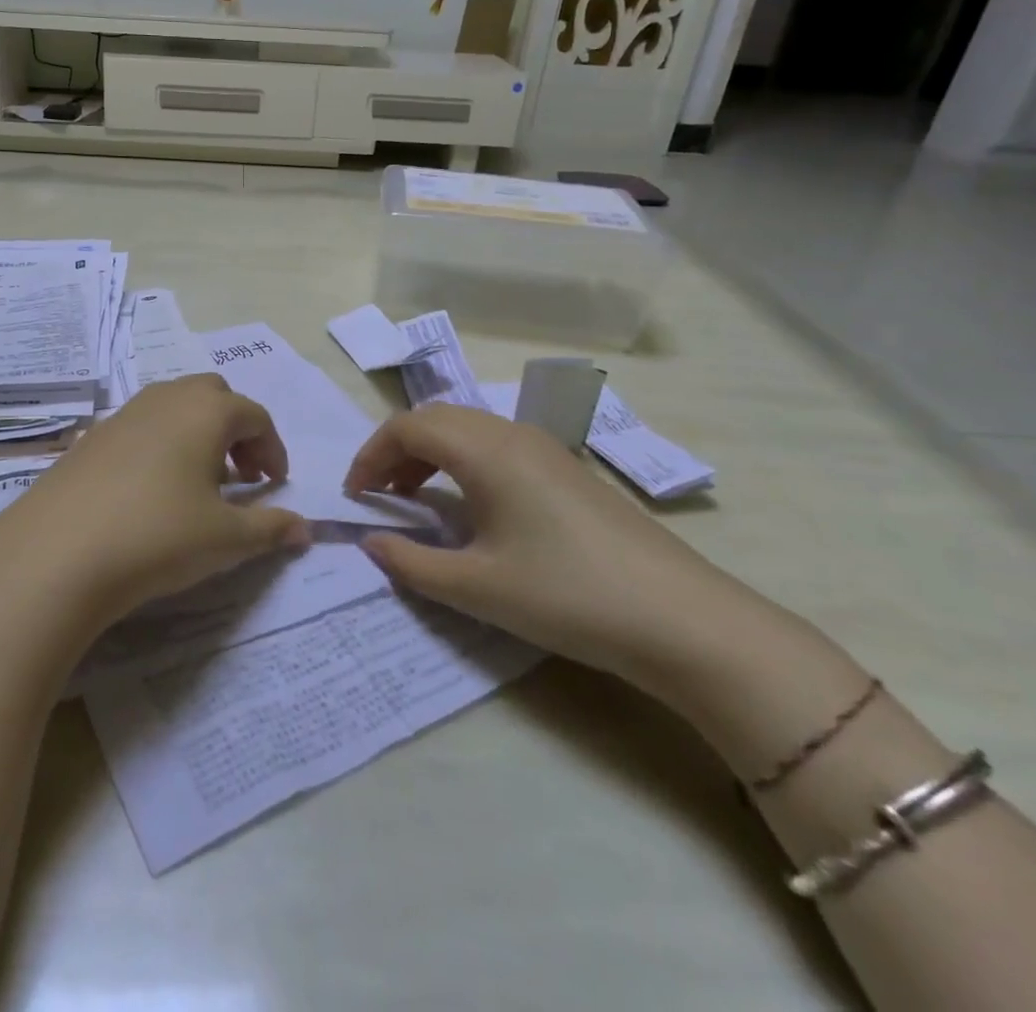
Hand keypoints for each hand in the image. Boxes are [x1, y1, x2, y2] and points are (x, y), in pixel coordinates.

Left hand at [0, 375, 309, 631]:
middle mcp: (166, 399)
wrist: (57, 553)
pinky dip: (161, 445)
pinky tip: (151, 492)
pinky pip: (140, 427)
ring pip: (174, 407)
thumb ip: (271, 529)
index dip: (273, 449)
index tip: (275, 486)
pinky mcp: (91, 437)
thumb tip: (305, 530)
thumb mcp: (226, 539)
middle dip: (236, 431)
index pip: (255, 416)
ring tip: (198, 484)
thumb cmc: (158, 535)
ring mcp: (123, 414)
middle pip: (214, 396)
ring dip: (198, 435)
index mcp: (206, 411)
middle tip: (242, 477)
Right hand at [346, 405, 741, 684]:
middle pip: (436, 418)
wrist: (680, 618)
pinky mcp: (566, 470)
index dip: (371, 454)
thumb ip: (411, 563)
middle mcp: (511, 434)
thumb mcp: (477, 587)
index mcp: (485, 450)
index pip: (408, 426)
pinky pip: (496, 445)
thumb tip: (371, 542)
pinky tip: (470, 506)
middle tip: (378, 494)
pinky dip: (463, 461)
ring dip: (430, 453)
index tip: (354, 496)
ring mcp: (544, 448)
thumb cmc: (566, 595)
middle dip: (396, 449)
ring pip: (467, 428)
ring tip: (415, 498)